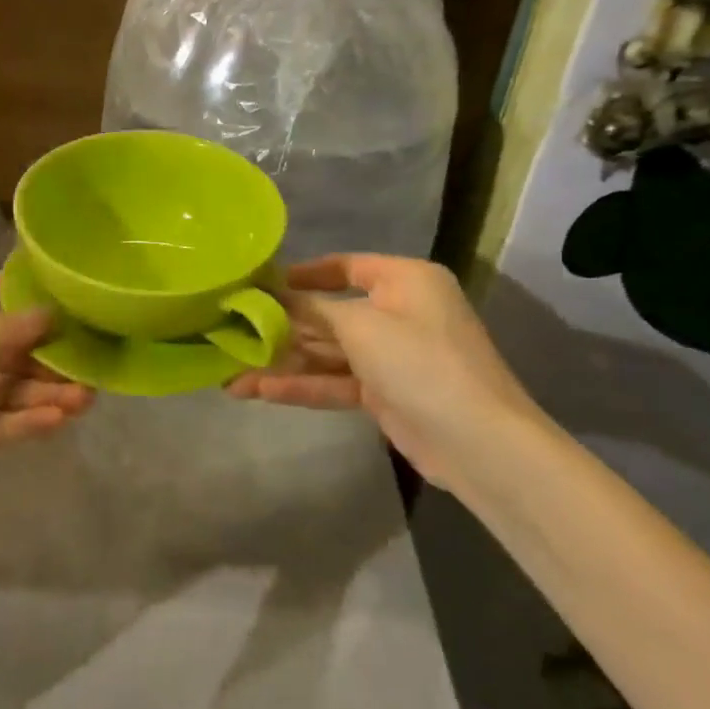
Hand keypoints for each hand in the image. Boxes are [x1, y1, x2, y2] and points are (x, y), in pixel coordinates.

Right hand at [226, 254, 542, 486]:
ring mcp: (392, 355)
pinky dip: (302, 385)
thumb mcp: (360, 326)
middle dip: (283, 326)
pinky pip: (336, 381)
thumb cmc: (420, 361)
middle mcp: (398, 311)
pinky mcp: (385, 393)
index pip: (345, 266)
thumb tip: (272, 297)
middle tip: (232, 330)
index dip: (303, 274)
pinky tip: (259, 390)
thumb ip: (311, 310)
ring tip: (232, 373)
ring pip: (328, 352)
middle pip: (330, 313)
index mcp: (404, 280)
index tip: (261, 284)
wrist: (477, 442)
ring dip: (284, 361)